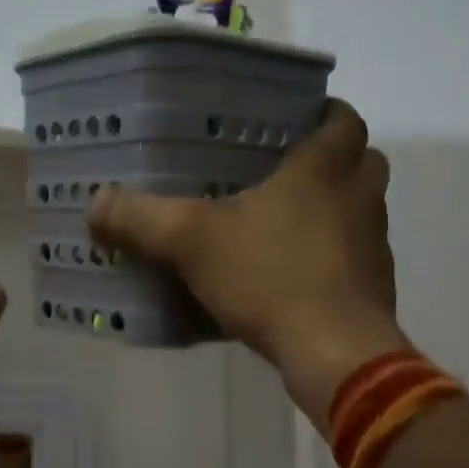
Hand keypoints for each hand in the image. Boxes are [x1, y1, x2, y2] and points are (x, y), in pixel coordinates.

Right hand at [87, 100, 407, 430]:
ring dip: (334, 209)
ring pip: (362, 211)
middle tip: (287, 169)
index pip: (343, 120)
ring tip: (283, 222)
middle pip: (363, 161)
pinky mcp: (373, 289)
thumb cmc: (271, 277)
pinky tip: (291, 276)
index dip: (325, 113)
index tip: (298, 119)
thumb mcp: (191, 242)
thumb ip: (141, 219)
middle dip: (333, 160)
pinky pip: (354, 258)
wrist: (335, 354)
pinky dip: (331, 257)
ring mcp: (373, 246)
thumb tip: (95, 202)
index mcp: (324, 170)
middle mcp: (359, 200)